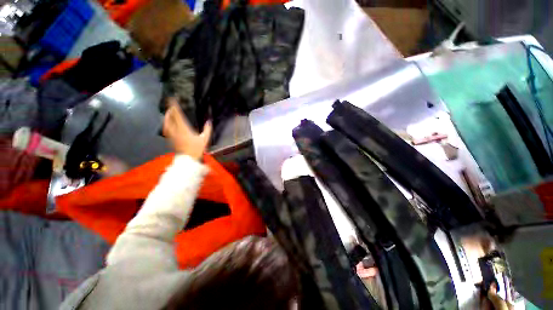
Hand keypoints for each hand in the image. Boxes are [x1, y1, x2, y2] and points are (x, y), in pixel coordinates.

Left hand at [163, 98, 211, 159]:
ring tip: (168, 114)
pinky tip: (168, 124)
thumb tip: (209, 122)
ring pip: (165, 123)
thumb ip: (207, 130)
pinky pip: (166, 129)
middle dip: (169, 110)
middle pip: (169, 118)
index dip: (174, 106)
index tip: (172, 99)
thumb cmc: (197, 149)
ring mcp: (171, 135)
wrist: (188, 159)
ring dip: (166, 117)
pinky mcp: (170, 139)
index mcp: (184, 129)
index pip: (177, 115)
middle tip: (171, 106)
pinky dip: (166, 124)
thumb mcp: (205, 139)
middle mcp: (175, 130)